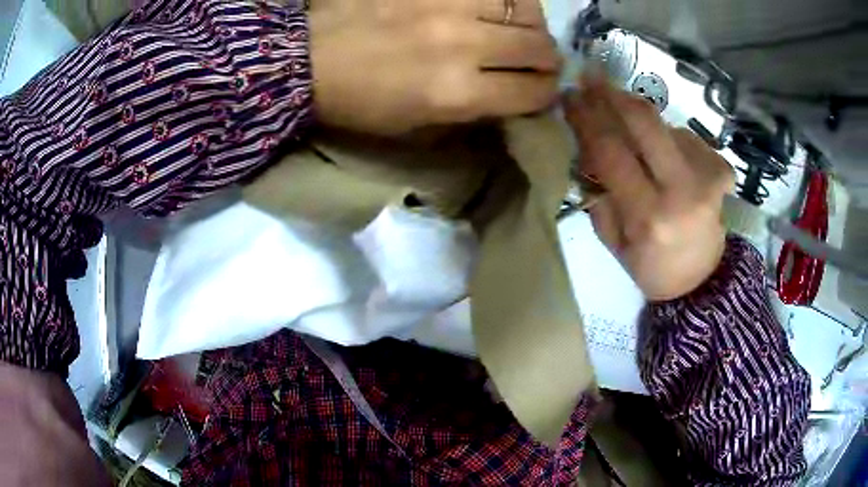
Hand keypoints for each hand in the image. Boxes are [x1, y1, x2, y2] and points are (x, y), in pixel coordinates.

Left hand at [309, 0, 560, 134]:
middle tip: (534, 63)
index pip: (534, 92)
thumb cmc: (357, 103)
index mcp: (456, 93)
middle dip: (546, 62)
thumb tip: (507, 100)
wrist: (308, 58)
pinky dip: (506, 1)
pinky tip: (498, 8)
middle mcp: (463, 44)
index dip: (545, 95)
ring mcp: (449, 5)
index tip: (538, 93)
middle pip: (540, 49)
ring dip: (532, 26)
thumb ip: (469, 115)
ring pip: (526, 11)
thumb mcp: (413, 129)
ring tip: (520, 31)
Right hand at [564, 77, 733, 300]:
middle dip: (613, 94)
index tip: (570, 96)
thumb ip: (599, 196)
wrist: (703, 281)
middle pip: (645, 123)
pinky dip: (670, 138)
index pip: (611, 152)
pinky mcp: (721, 171)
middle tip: (592, 77)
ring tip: (633, 136)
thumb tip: (586, 148)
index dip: (587, 118)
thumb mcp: (615, 244)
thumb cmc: (654, 269)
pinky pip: (687, 137)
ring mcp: (706, 177)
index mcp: (648, 216)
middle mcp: (681, 190)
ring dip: (642, 120)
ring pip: (665, 125)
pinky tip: (668, 156)